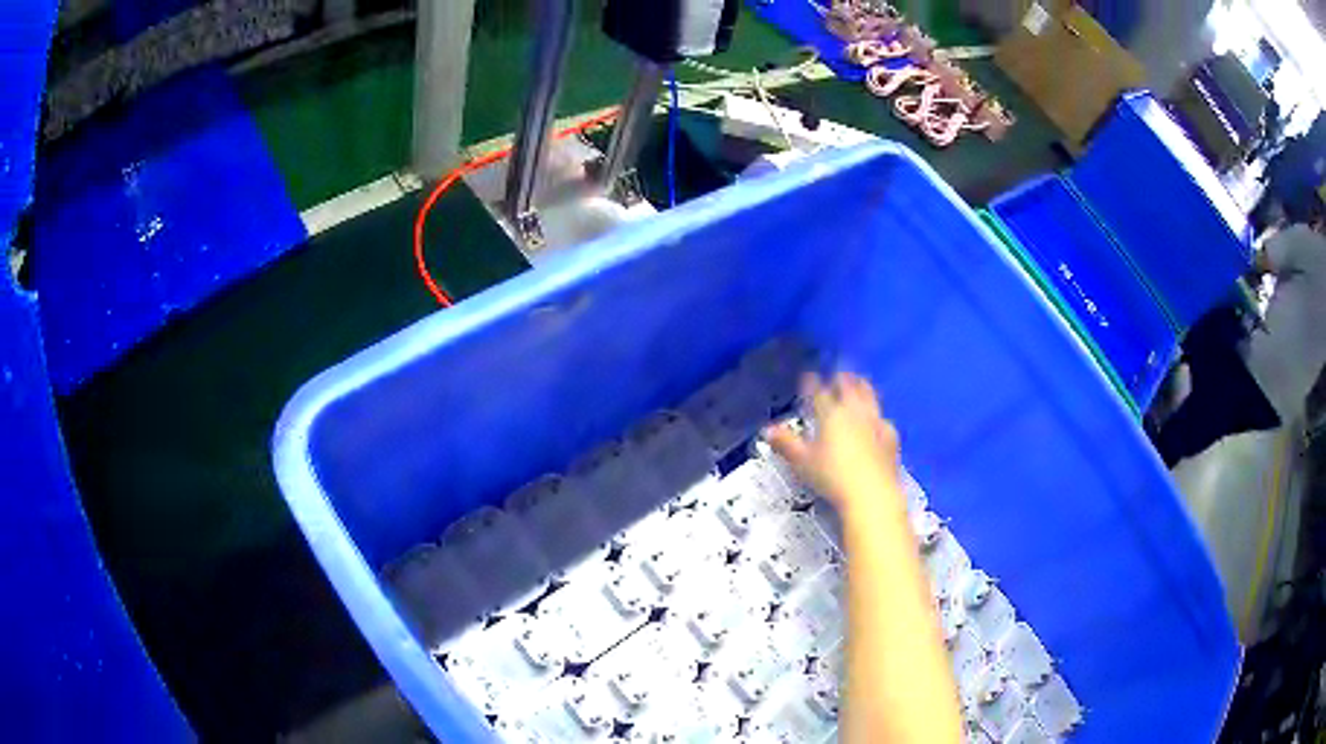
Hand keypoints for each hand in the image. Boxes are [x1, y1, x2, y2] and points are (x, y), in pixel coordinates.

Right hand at [763, 372, 901, 517]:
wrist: (871, 493)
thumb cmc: (832, 477)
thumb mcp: (802, 462)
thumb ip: (786, 444)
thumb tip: (768, 430)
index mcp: (831, 414)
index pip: (819, 392)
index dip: (812, 382)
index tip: (808, 376)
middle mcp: (854, 412)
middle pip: (848, 387)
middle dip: (841, 378)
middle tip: (837, 374)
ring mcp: (875, 422)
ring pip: (869, 396)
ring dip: (862, 387)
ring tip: (860, 382)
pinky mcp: (890, 436)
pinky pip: (883, 419)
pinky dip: (877, 415)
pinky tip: (878, 420)